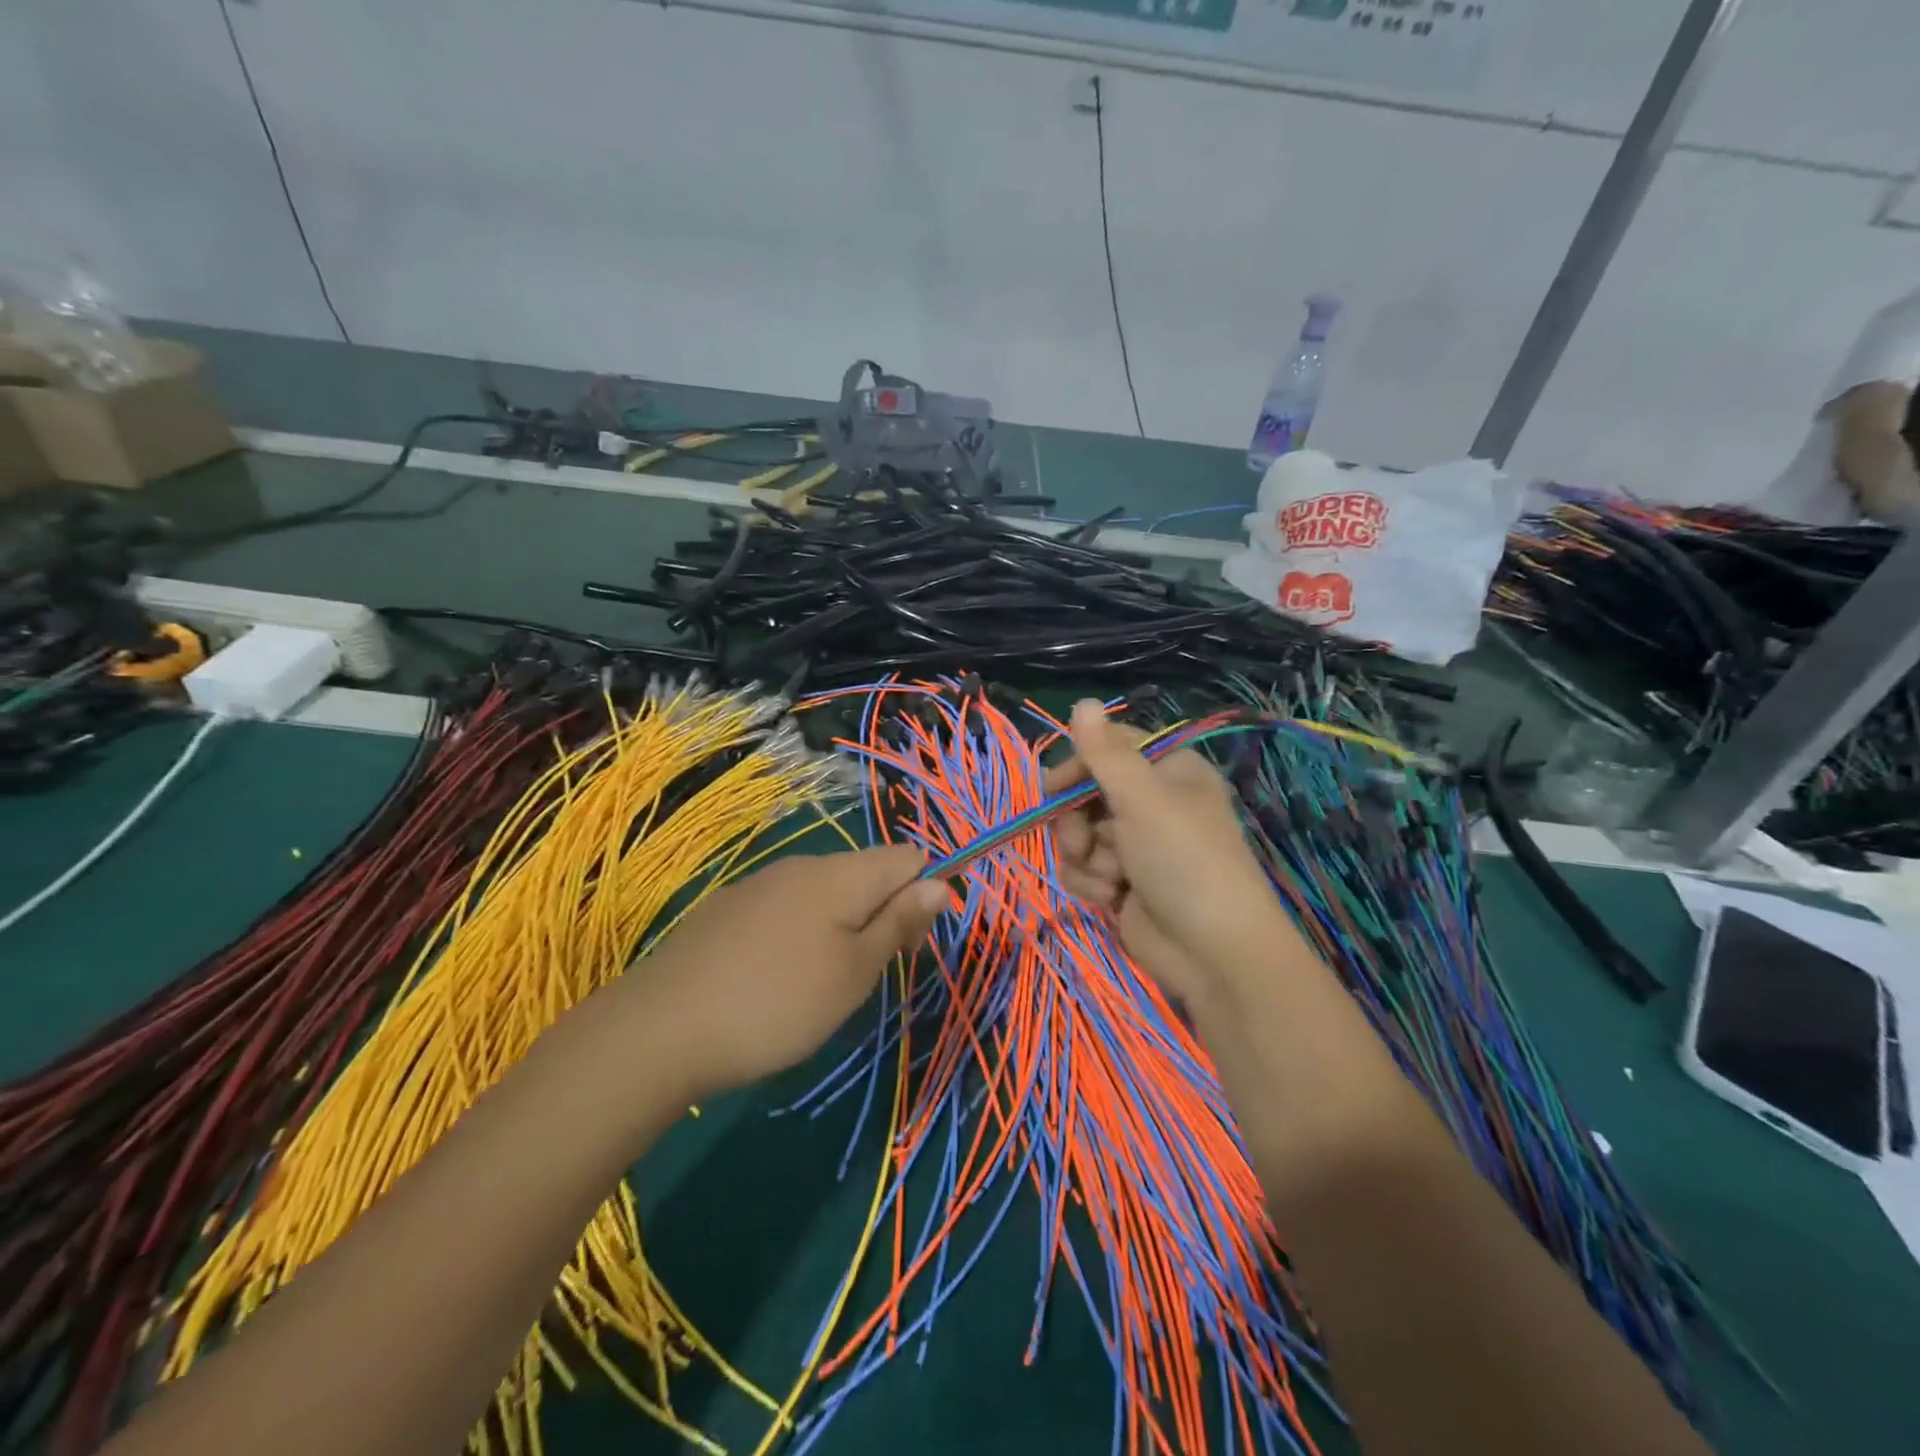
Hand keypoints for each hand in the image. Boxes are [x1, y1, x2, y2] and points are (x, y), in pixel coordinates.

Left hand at [620, 846, 946, 1097]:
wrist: (662, 1028)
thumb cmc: (778, 1003)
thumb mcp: (855, 972)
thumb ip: (900, 922)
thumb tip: (941, 883)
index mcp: (842, 875)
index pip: (908, 857)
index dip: (923, 893)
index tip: (908, 945)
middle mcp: (804, 865)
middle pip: (867, 873)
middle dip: (883, 914)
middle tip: (865, 976)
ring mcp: (761, 883)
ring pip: (826, 892)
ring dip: (842, 927)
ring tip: (821, 985)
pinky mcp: (729, 907)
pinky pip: (787, 907)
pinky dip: (801, 933)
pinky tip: (775, 978)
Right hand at [1046, 700, 1287, 1001]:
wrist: (1212, 952)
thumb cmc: (1183, 860)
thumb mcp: (1143, 799)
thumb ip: (1105, 753)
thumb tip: (1082, 701)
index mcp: (1169, 772)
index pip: (1111, 749)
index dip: (1078, 765)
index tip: (1051, 788)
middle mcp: (1154, 803)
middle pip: (1088, 793)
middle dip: (1077, 821)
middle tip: (1083, 842)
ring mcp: (1137, 846)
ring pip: (1080, 834)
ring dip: (1085, 857)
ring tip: (1110, 878)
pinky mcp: (1123, 883)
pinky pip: (1085, 868)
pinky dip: (1090, 882)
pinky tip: (1110, 898)